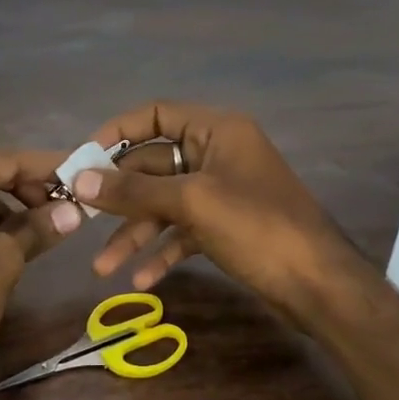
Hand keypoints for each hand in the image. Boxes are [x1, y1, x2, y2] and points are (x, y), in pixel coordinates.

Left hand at [0, 144, 79, 387]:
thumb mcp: (4, 260)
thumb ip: (39, 226)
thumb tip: (73, 210)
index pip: (6, 157)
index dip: (48, 167)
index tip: (82, 174)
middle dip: (24, 182)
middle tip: (60, 203)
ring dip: (2, 201)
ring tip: (38, 225)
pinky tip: (3, 241)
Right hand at [74, 103, 361, 323]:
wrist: (318, 284)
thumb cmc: (257, 228)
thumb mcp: (191, 203)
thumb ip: (134, 189)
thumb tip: (79, 178)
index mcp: (216, 130)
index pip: (155, 115)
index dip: (116, 132)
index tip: (83, 159)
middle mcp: (218, 154)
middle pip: (155, 165)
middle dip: (120, 197)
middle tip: (80, 218)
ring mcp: (222, 192)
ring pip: (166, 204)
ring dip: (135, 233)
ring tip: (103, 268)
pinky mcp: (226, 227)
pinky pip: (184, 231)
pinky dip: (163, 252)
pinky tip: (141, 280)